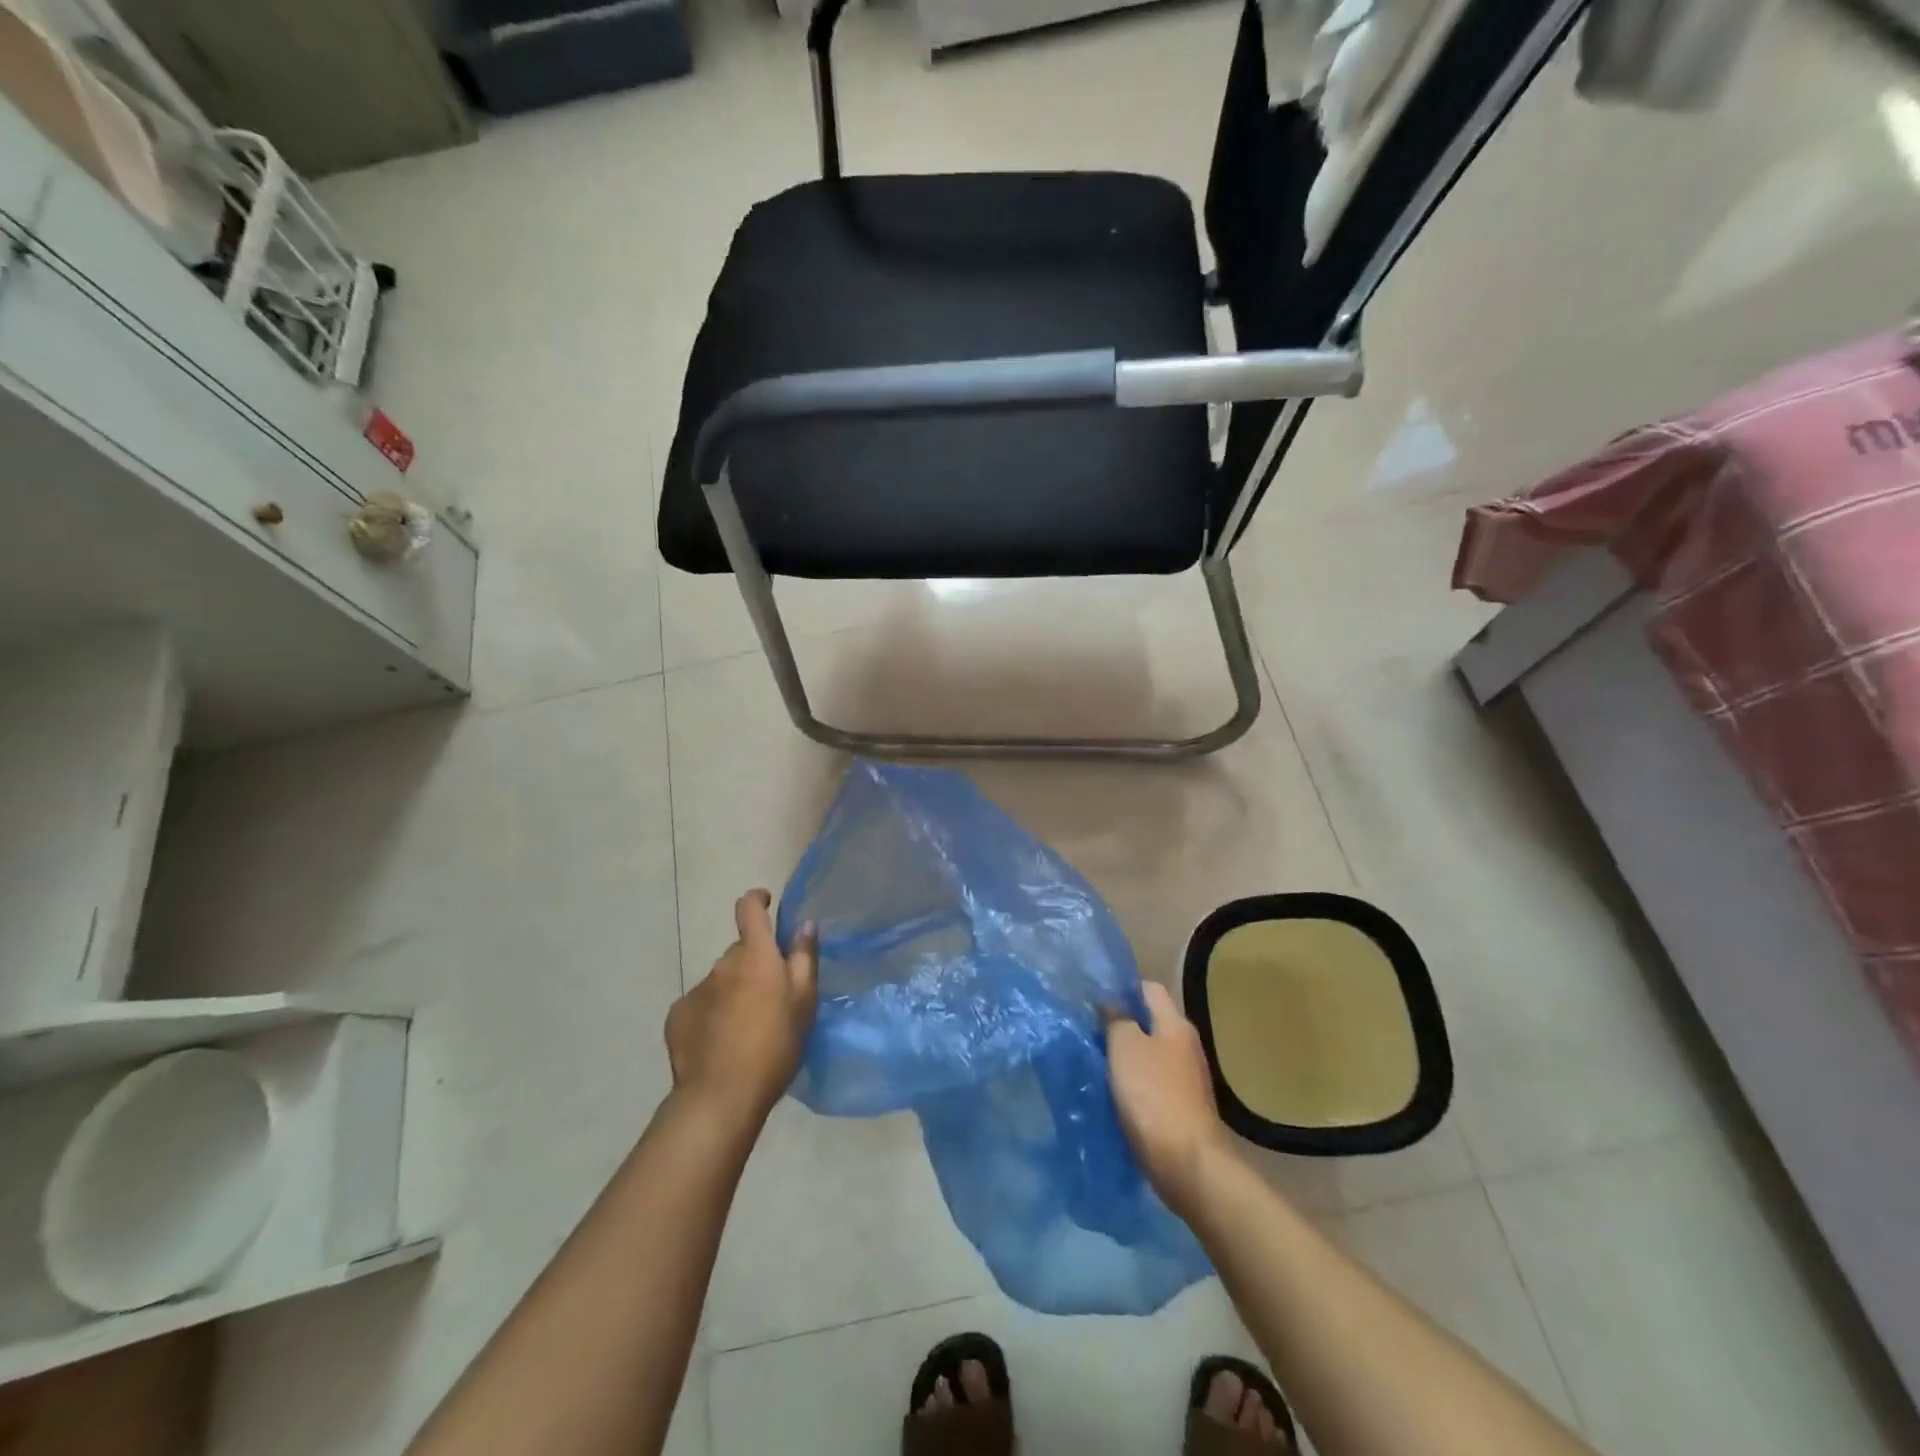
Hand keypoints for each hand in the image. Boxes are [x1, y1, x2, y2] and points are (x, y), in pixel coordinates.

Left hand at [665, 890, 817, 1128]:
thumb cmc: (774, 1045)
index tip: (765, 902)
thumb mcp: (804, 1002)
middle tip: (770, 996)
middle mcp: (723, 964)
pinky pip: (701, 1004)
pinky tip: (721, 1042)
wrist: (720, 1096)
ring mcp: (697, 989)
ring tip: (747, 1027)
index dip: (757, 900)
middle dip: (754, 964)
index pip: (749, 909)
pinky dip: (712, 1013)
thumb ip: (804, 958)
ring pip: (721, 980)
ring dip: (733, 991)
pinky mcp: (677, 1016)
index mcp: (755, 955)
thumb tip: (804, 924)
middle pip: (740, 952)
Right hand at [1107, 981, 1229, 1215]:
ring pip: (1149, 1054)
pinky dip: (1132, 1083)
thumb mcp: (1125, 1047)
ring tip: (1095, 1062)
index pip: (1149, 989)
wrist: (1187, 1163)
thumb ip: (1116, 1019)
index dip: (1122, 989)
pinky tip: (1112, 1093)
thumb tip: (1112, 1003)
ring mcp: (1186, 1078)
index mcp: (1175, 1024)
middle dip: (1120, 1025)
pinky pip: (1151, 1083)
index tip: (1094, 999)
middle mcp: (1185, 1045)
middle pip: (1149, 1022)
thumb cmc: (1153, 1095)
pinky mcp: (1180, 1107)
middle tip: (1088, 1031)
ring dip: (1124, 1057)